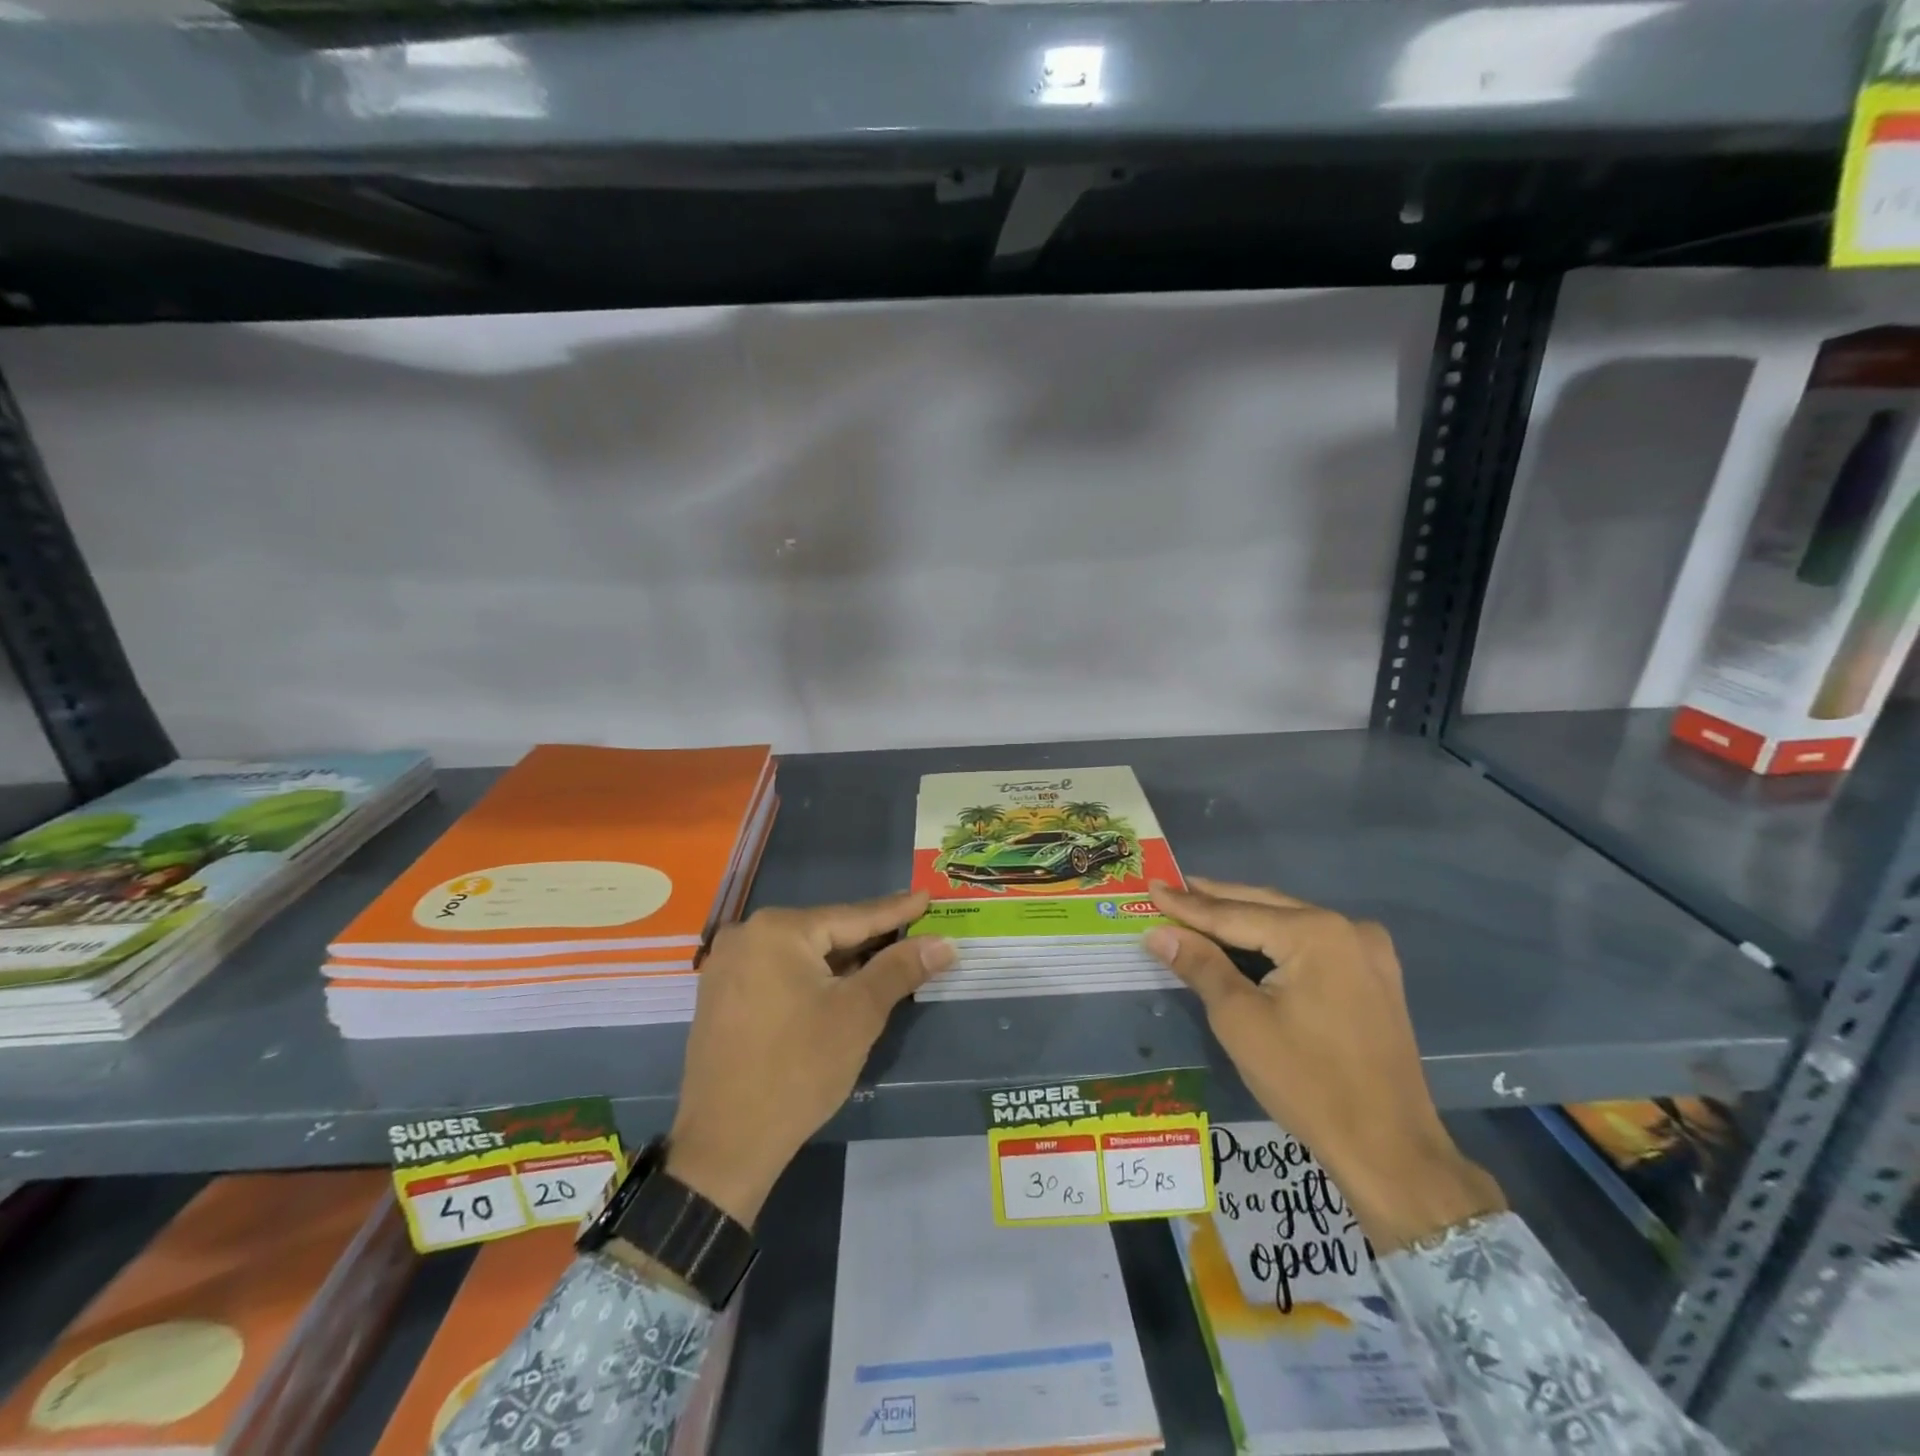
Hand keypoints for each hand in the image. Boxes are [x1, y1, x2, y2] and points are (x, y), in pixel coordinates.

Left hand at [666, 893, 954, 1226]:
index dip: (895, 911)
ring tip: (884, 956)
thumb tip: (943, 943)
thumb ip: (900, 969)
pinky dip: (812, 978)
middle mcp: (746, 935)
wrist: (724, 1145)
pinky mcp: (721, 996)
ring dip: (842, 961)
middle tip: (912, 930)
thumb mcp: (858, 1014)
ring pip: (801, 955)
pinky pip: (778, 973)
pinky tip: (837, 985)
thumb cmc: (799, 1069)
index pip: (852, 916)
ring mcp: (727, 966)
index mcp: (778, 930)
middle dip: (869, 938)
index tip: (926, 897)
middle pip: (824, 933)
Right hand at [1145, 877, 1504, 1250]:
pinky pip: (1312, 944)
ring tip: (1197, 908)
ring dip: (1243, 919)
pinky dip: (1274, 940)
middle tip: (1170, 888)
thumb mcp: (1240, 1020)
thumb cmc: (1307, 1083)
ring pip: (1288, 923)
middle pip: (1264, 907)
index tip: (1150, 885)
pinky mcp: (1374, 977)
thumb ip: (1199, 965)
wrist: (1391, 1150)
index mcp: (1315, 933)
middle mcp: (1347, 928)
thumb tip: (1158, 932)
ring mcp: (1367, 952)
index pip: (1233, 913)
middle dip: (1214, 901)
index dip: (1186, 904)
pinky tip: (1246, 941)